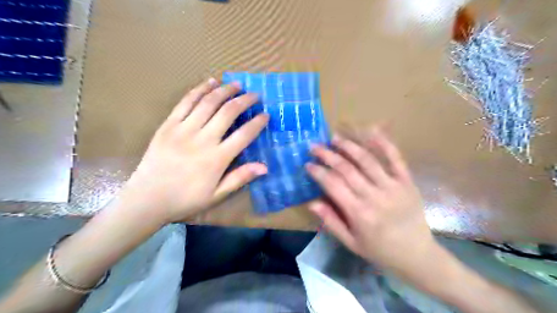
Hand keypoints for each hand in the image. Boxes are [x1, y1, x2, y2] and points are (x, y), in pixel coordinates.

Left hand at [121, 79, 268, 224]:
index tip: (266, 115)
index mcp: (217, 159)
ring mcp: (183, 130)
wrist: (147, 199)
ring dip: (225, 90)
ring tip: (236, 84)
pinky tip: (210, 82)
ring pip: (208, 103)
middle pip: (228, 112)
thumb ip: (240, 178)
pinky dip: (199, 89)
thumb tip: (265, 167)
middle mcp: (202, 140)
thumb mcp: (216, 195)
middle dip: (244, 101)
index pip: (244, 135)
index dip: (257, 123)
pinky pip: (185, 102)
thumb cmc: (185, 199)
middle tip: (254, 95)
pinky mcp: (168, 125)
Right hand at [307, 128, 437, 274]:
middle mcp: (374, 196)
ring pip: (367, 160)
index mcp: (359, 213)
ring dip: (349, 146)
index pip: (333, 185)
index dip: (318, 172)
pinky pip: (396, 158)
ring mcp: (393, 186)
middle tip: (315, 147)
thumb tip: (312, 202)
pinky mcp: (407, 182)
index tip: (308, 164)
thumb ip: (331, 221)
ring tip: (335, 139)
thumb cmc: (380, 250)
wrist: (417, 255)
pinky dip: (384, 144)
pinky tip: (371, 132)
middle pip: (347, 169)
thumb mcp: (351, 243)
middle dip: (328, 155)